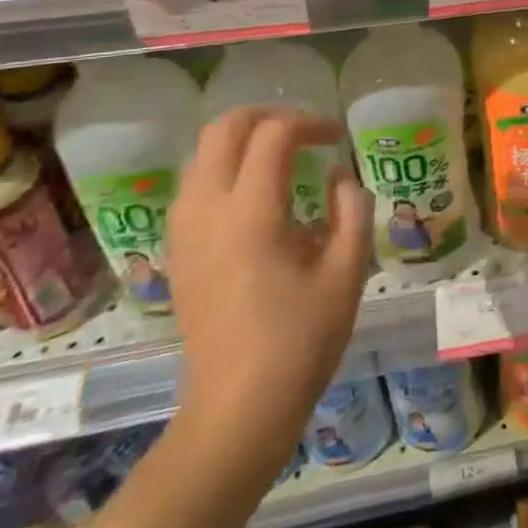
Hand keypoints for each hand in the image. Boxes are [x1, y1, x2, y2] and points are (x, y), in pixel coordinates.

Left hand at [166, 107, 371, 472]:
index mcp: (252, 213)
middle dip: (268, 117)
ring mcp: (184, 232)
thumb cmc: (301, 340)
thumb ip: (350, 210)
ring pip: (202, 154)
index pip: (274, 135)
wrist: (237, 410)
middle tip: (305, 133)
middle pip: (224, 129)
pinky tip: (258, 197)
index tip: (337, 140)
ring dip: (243, 141)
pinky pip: (195, 185)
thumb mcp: (347, 272)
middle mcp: (208, 211)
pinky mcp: (177, 252)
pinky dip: (226, 169)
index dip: (310, 123)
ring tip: (284, 158)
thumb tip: (338, 177)